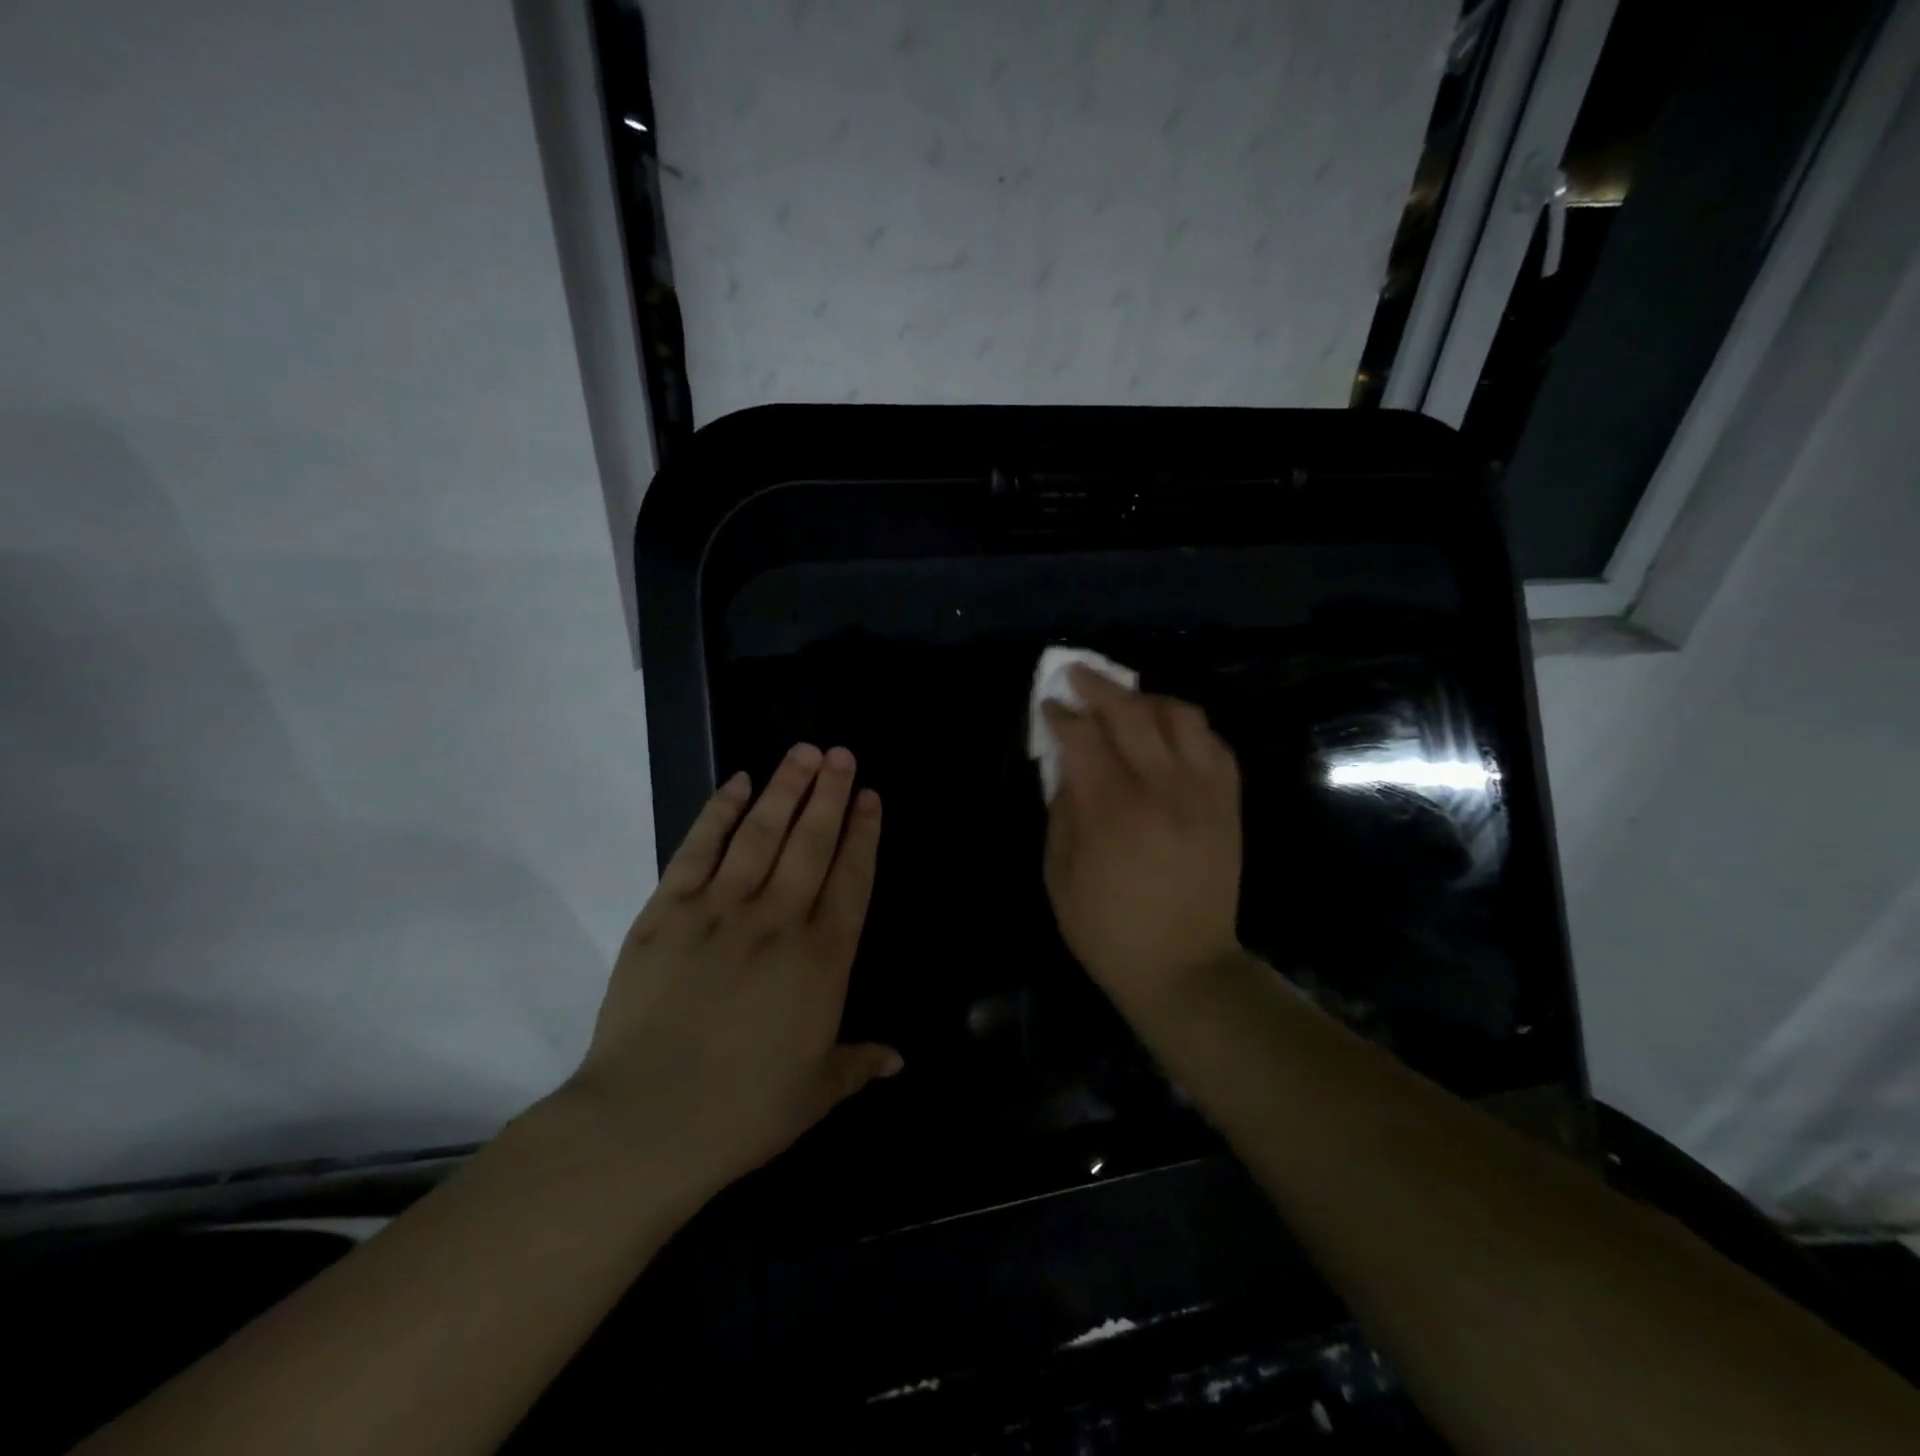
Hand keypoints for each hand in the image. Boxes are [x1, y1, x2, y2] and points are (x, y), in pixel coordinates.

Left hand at [564, 744, 898, 1209]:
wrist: (644, 1123)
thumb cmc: (743, 1112)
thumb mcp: (816, 1093)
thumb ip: (858, 1064)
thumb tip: (898, 1059)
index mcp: (821, 959)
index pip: (851, 879)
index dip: (863, 834)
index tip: (870, 796)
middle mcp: (777, 921)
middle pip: (810, 842)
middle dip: (830, 794)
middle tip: (841, 754)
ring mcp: (718, 910)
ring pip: (760, 833)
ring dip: (784, 788)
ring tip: (803, 752)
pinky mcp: (666, 912)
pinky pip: (697, 850)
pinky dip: (718, 812)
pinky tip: (737, 783)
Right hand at [1042, 667, 1244, 1015]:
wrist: (1185, 968)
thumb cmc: (1108, 929)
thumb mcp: (1059, 875)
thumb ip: (1061, 811)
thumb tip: (1067, 765)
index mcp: (1112, 811)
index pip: (1083, 737)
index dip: (1061, 714)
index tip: (1049, 706)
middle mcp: (1162, 789)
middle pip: (1131, 711)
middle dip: (1098, 685)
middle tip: (1077, 675)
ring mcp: (1203, 792)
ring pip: (1181, 714)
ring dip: (1147, 698)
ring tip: (1126, 704)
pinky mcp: (1228, 803)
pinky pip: (1214, 742)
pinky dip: (1187, 726)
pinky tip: (1167, 734)